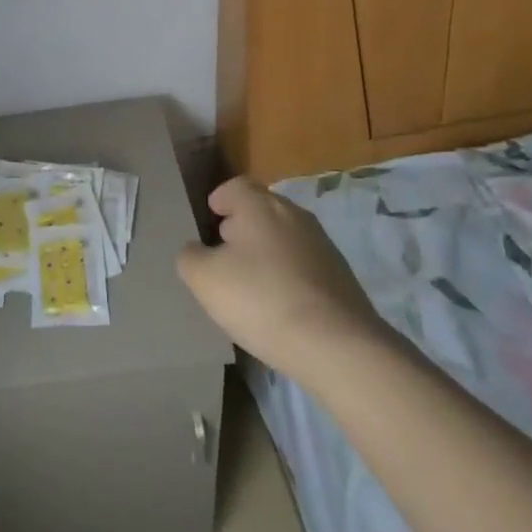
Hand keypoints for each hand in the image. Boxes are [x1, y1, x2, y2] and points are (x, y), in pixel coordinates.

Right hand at [177, 177, 387, 385]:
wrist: (337, 345)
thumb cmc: (261, 299)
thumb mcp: (206, 280)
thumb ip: (190, 257)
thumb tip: (195, 251)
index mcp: (260, 206)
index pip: (236, 186)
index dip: (220, 199)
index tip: (210, 218)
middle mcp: (293, 214)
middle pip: (262, 209)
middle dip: (242, 226)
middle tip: (224, 253)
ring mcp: (322, 244)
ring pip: (284, 237)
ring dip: (266, 252)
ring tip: (250, 283)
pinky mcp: (341, 275)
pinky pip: (304, 264)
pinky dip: (288, 275)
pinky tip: (280, 305)